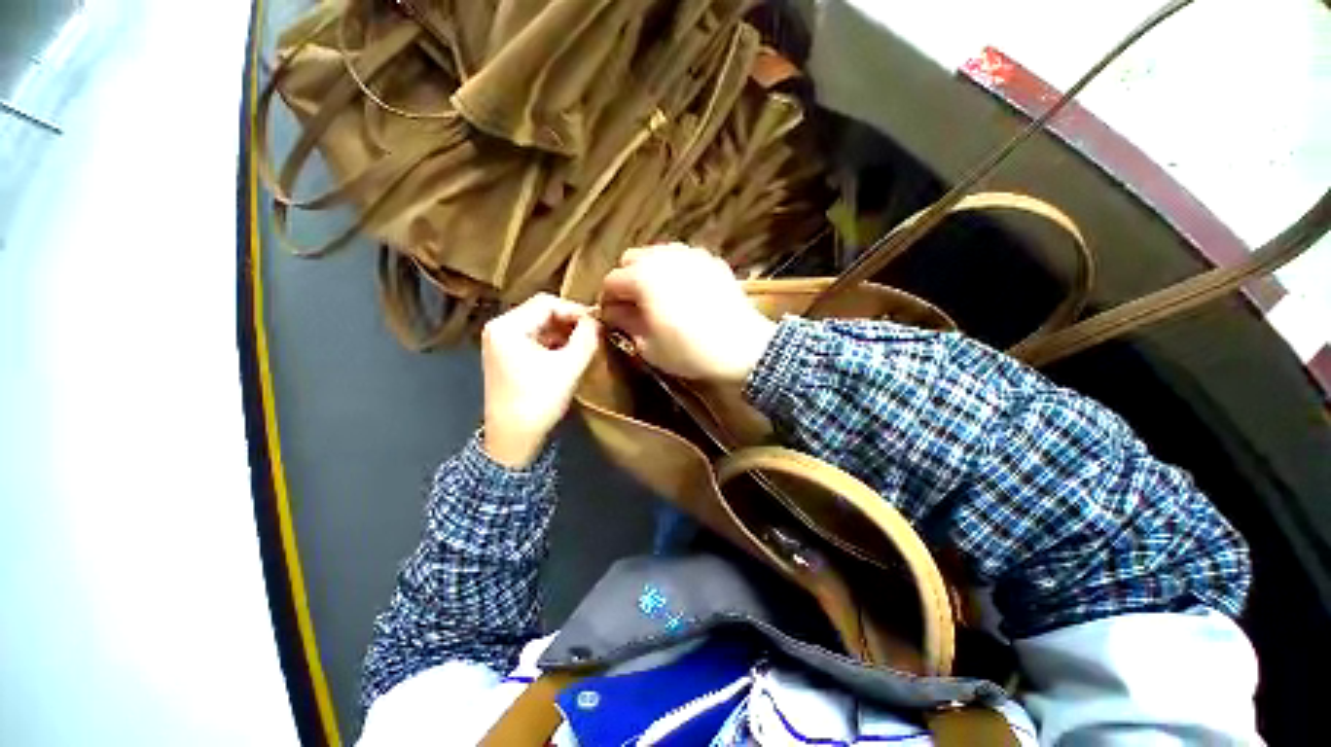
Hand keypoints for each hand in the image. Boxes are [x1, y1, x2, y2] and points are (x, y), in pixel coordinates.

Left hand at [481, 294, 600, 467]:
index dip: (575, 310)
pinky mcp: (507, 356)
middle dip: (570, 321)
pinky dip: (555, 342)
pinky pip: (536, 339)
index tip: (598, 323)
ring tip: (586, 342)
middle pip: (542, 312)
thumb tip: (597, 321)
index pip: (547, 303)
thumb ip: (586, 337)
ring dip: (564, 332)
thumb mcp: (569, 367)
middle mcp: (499, 328)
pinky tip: (571, 352)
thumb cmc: (538, 401)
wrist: (513, 439)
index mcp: (507, 327)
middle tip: (594, 332)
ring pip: (540, 325)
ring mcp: (501, 343)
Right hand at [599, 244, 775, 382]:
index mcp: (642, 277)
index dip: (608, 299)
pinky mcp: (712, 260)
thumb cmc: (689, 350)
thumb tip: (612, 312)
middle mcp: (663, 257)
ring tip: (659, 296)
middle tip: (635, 304)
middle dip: (628, 279)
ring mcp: (691, 254)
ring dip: (651, 272)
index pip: (611, 281)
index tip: (612, 316)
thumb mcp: (648, 346)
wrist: (741, 347)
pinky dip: (677, 270)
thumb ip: (625, 323)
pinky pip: (684, 258)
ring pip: (659, 254)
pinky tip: (685, 291)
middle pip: (632, 259)